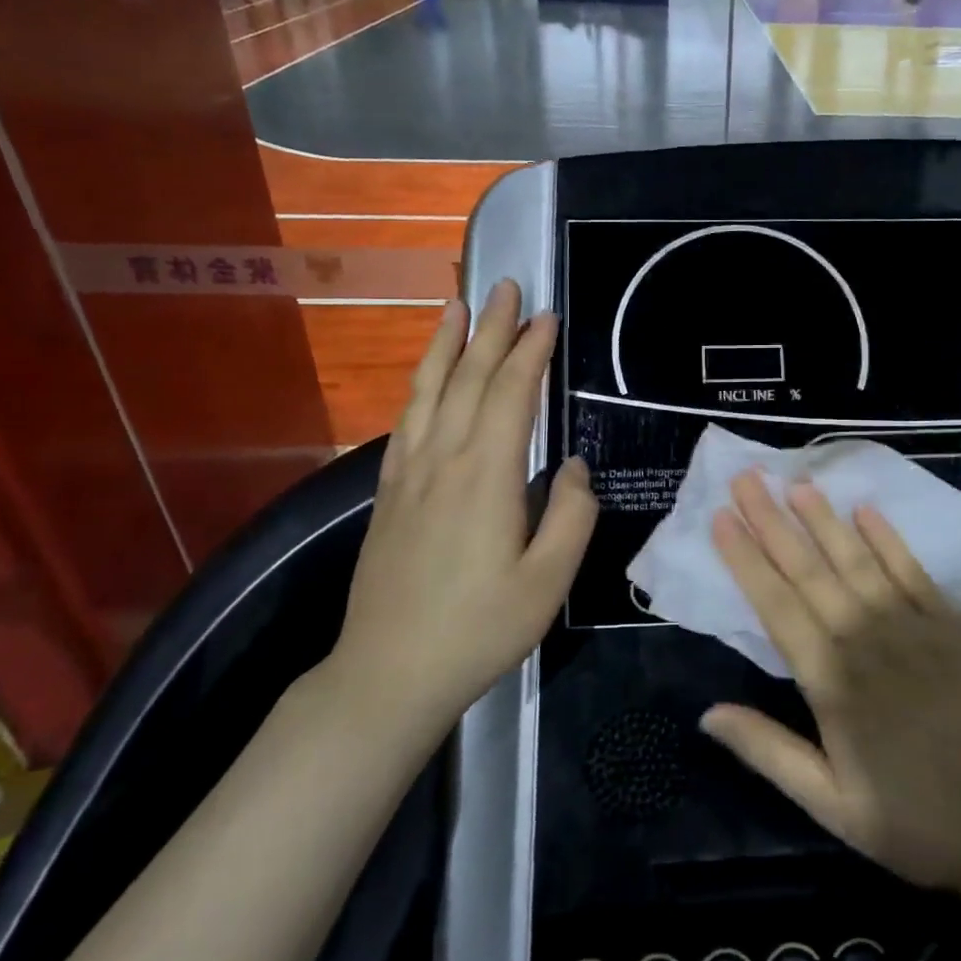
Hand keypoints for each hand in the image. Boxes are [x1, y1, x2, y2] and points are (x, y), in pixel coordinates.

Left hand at [328, 280, 595, 734]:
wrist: (389, 673)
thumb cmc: (479, 629)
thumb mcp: (548, 582)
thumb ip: (571, 515)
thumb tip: (571, 466)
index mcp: (486, 475)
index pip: (510, 393)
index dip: (530, 350)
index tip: (547, 316)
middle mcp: (443, 460)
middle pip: (467, 378)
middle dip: (490, 328)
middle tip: (506, 287)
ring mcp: (408, 474)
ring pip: (428, 391)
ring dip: (445, 343)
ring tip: (456, 304)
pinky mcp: (388, 493)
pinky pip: (406, 421)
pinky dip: (419, 386)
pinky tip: (425, 377)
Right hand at [702, 471, 960, 903]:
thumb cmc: (917, 823)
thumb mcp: (833, 807)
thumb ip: (769, 752)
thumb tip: (706, 714)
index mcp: (832, 682)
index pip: (776, 606)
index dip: (745, 560)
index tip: (720, 519)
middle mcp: (866, 639)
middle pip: (809, 570)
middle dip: (772, 521)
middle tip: (745, 479)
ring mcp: (912, 626)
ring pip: (856, 559)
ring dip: (823, 518)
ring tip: (795, 482)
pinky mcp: (950, 625)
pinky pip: (911, 569)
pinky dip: (886, 537)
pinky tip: (865, 509)